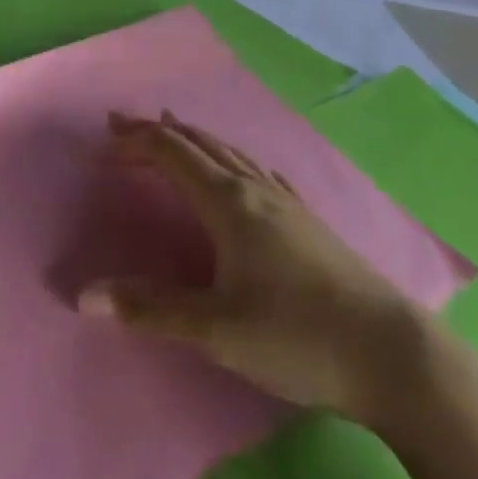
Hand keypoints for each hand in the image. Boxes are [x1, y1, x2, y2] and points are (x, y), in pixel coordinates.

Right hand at [80, 112, 428, 424]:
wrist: (393, 354)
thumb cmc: (296, 336)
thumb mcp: (216, 329)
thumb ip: (150, 309)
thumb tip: (84, 296)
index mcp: (228, 202)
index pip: (172, 153)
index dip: (136, 142)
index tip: (105, 141)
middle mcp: (255, 189)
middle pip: (199, 144)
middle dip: (158, 131)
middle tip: (123, 123)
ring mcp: (287, 202)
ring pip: (231, 153)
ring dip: (195, 139)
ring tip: (175, 130)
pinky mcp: (309, 221)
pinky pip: (259, 171)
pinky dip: (233, 159)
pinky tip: (244, 172)